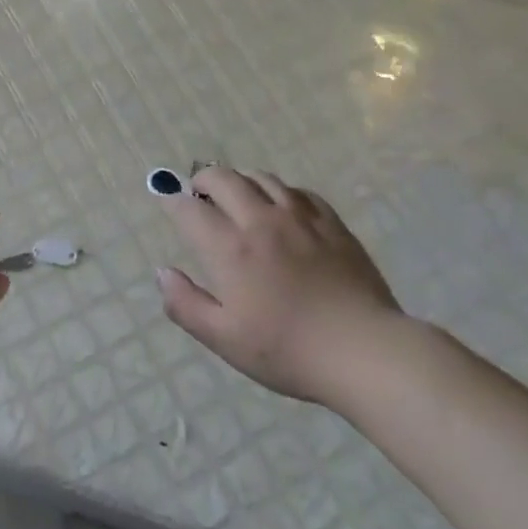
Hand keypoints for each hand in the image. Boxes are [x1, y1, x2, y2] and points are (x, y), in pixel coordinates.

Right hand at [156, 167, 402, 403]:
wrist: (364, 351)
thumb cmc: (287, 351)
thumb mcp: (225, 340)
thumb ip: (186, 304)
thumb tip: (162, 272)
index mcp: (230, 249)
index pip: (190, 209)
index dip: (172, 202)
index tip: (167, 203)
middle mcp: (260, 221)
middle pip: (223, 179)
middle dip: (202, 180)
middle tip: (199, 196)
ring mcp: (299, 217)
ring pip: (261, 177)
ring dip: (240, 181)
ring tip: (237, 197)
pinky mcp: (331, 222)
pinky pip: (298, 191)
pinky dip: (279, 191)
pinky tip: (281, 208)